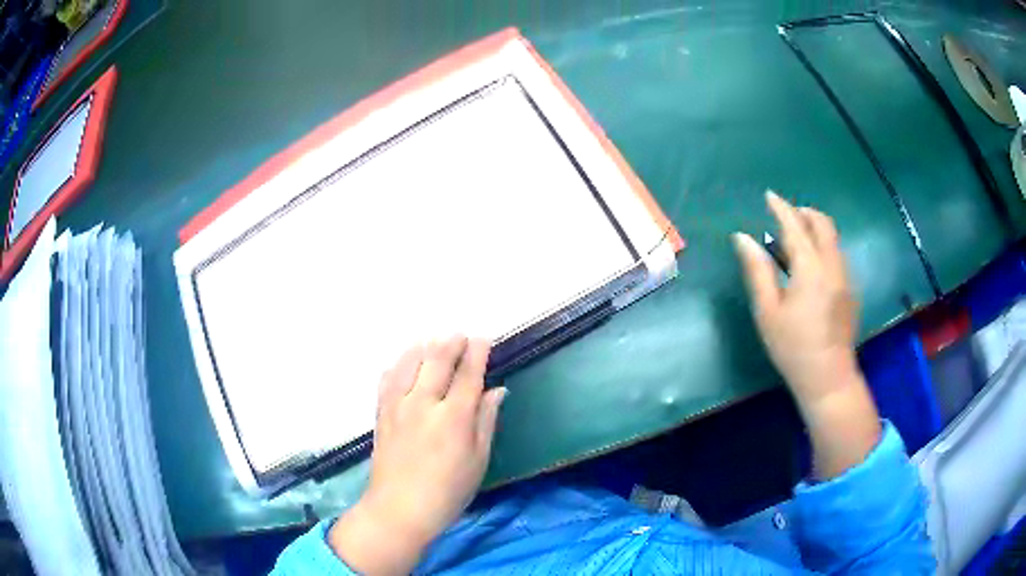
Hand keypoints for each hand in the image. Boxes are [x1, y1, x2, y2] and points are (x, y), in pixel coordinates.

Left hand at [328, 336, 506, 574]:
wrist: (400, 509)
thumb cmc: (448, 491)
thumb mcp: (478, 460)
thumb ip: (486, 420)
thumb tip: (497, 390)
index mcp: (453, 418)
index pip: (468, 374)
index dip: (477, 353)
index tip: (484, 340)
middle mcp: (423, 404)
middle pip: (437, 360)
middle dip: (451, 342)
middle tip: (460, 336)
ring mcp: (398, 406)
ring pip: (409, 363)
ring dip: (424, 347)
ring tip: (434, 341)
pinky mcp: (381, 413)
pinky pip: (387, 378)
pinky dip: (398, 364)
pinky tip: (404, 363)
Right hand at [733, 191, 859, 406]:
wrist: (828, 378)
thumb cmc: (793, 348)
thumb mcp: (768, 312)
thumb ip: (757, 271)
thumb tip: (743, 238)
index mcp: (811, 268)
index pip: (795, 226)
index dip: (781, 207)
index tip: (769, 195)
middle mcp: (833, 265)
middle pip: (823, 224)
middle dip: (804, 213)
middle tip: (785, 216)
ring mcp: (846, 277)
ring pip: (833, 238)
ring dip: (814, 229)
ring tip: (794, 242)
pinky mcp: (850, 290)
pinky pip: (837, 255)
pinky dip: (822, 247)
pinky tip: (810, 267)